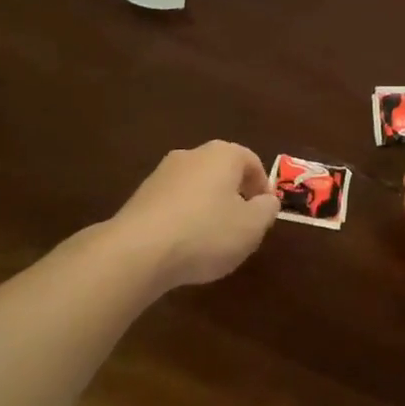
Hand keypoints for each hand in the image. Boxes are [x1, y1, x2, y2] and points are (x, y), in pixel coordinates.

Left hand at [111, 142, 278, 290]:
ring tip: (210, 241)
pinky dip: (183, 219)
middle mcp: (192, 154)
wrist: (137, 251)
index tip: (264, 214)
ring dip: (207, 208)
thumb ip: (267, 210)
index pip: (252, 162)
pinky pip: (173, 203)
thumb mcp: (251, 227)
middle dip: (234, 196)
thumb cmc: (206, 233)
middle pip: (222, 171)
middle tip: (241, 226)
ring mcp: (162, 174)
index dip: (262, 188)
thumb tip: (267, 200)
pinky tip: (182, 246)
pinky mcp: (140, 196)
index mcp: (223, 154)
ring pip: (196, 187)